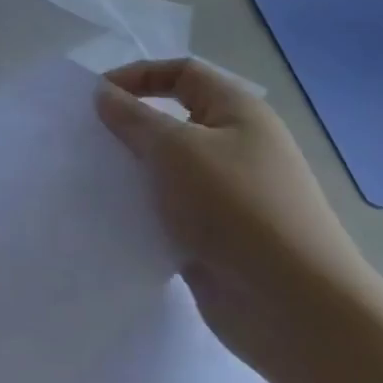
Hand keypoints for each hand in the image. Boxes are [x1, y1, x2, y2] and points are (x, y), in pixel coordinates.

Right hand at [95, 60, 377, 374]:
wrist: (295, 309)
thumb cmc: (236, 208)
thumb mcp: (175, 149)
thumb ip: (133, 118)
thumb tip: (104, 94)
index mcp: (237, 113)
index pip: (182, 72)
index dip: (138, 75)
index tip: (96, 97)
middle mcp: (235, 146)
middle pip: (172, 120)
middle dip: (129, 125)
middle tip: (87, 139)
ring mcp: (226, 195)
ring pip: (167, 168)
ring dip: (132, 170)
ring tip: (91, 177)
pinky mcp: (214, 236)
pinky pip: (169, 210)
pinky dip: (142, 209)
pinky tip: (111, 217)